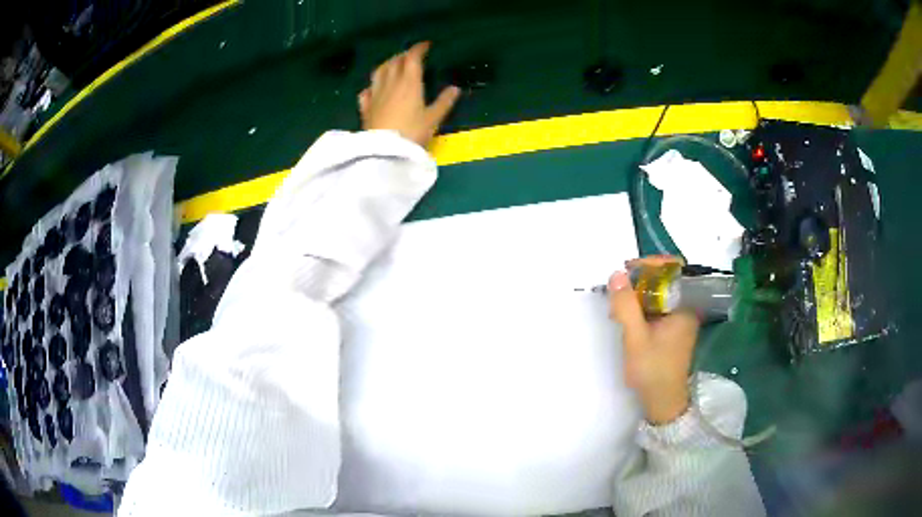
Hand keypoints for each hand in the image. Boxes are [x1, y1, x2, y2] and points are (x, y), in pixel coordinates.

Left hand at [359, 42, 460, 147]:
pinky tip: (373, 88)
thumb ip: (444, 102)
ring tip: (392, 65)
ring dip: (387, 64)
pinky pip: (366, 91)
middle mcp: (390, 83)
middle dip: (403, 55)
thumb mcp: (433, 119)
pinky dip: (371, 85)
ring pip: (379, 72)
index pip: (412, 58)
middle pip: (395, 62)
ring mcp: (375, 94)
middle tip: (411, 56)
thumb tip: (455, 88)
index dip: (418, 49)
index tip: (425, 45)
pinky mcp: (365, 107)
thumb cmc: (412, 133)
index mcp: (409, 83)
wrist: (384, 151)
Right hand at [608, 256, 698, 424]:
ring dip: (639, 294)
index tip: (627, 268)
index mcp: (685, 307)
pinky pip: (658, 308)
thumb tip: (616, 274)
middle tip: (618, 287)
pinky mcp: (673, 330)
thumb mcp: (635, 338)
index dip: (651, 264)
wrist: (662, 402)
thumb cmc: (652, 370)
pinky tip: (627, 317)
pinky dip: (642, 307)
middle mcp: (686, 308)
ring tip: (618, 303)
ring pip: (660, 294)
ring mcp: (680, 319)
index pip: (673, 270)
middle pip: (666, 280)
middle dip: (640, 280)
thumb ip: (626, 306)